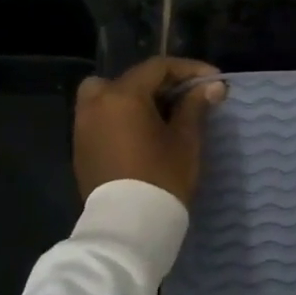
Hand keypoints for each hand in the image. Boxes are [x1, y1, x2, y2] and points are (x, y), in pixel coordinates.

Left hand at [72, 57, 227, 205]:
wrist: (128, 227)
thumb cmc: (162, 177)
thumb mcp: (186, 139)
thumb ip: (196, 106)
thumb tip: (213, 86)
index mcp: (122, 96)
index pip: (158, 67)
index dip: (189, 70)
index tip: (214, 81)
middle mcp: (96, 104)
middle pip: (131, 78)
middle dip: (162, 82)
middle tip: (187, 97)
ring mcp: (83, 126)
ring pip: (109, 96)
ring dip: (137, 98)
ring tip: (164, 115)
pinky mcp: (81, 147)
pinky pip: (102, 117)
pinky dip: (122, 116)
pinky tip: (144, 133)